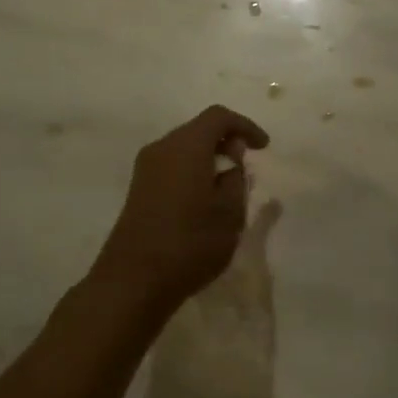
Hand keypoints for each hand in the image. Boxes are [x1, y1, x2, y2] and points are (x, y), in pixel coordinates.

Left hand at [90, 106, 270, 314]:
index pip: (219, 117)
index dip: (245, 126)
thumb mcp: (230, 213)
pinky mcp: (138, 189)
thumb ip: (236, 179)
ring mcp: (145, 169)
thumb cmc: (190, 243)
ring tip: (228, 185)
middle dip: (226, 141)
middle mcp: (162, 148)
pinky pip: (172, 166)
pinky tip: (205, 198)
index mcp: (186, 146)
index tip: (263, 147)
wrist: (134, 280)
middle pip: (198, 129)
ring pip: (184, 148)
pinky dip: (193, 170)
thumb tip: (230, 162)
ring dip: (209, 157)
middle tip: (246, 165)